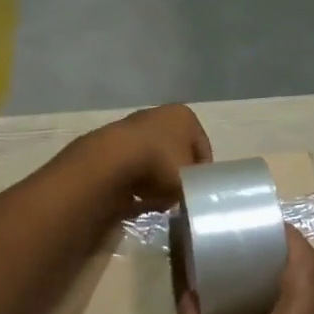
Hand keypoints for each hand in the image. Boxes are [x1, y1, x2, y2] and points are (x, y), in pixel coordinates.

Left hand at [83, 104, 212, 211]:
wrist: (111, 162)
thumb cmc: (161, 165)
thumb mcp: (189, 181)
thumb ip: (193, 185)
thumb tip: (184, 192)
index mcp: (184, 117)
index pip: (202, 148)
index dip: (202, 173)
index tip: (198, 192)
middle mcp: (159, 114)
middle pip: (175, 150)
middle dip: (175, 173)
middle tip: (177, 197)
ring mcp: (132, 125)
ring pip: (151, 157)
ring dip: (153, 177)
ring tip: (155, 200)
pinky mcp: (110, 141)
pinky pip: (130, 164)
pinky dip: (133, 178)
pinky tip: (134, 196)